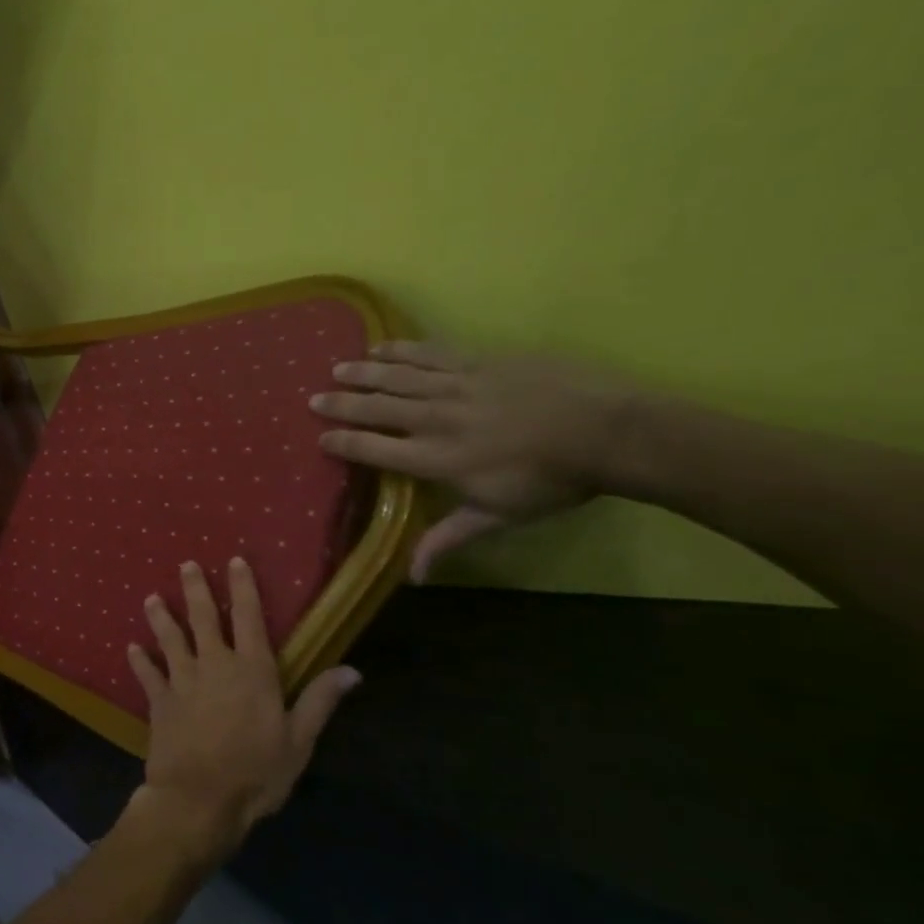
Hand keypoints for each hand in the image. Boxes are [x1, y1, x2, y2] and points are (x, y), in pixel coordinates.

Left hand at [127, 559, 360, 861]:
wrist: (200, 798)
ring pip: (170, 639)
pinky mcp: (159, 701)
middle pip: (203, 618)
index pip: (249, 617)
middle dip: (195, 589)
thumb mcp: (299, 740)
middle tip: (185, 564)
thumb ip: (320, 701)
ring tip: (151, 597)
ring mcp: (182, 681)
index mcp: (252, 670)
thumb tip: (352, 670)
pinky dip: (139, 661)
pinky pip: (147, 675)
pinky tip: (131, 648)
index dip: (243, 587)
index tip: (234, 560)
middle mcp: (214, 665)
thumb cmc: (256, 772)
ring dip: (161, 617)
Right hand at [310, 341, 633, 580]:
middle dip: (341, 404)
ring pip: (397, 375)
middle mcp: (435, 418)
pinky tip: (382, 346)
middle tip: (312, 400)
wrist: (611, 432)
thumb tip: (412, 577)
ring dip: (363, 372)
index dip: (342, 443)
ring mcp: (457, 385)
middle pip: (376, 408)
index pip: (373, 449)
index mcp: (435, 459)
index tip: (320, 438)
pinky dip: (402, 349)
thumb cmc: (553, 482)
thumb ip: (448, 539)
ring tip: (337, 369)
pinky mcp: (480, 361)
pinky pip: (430, 352)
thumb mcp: (498, 517)